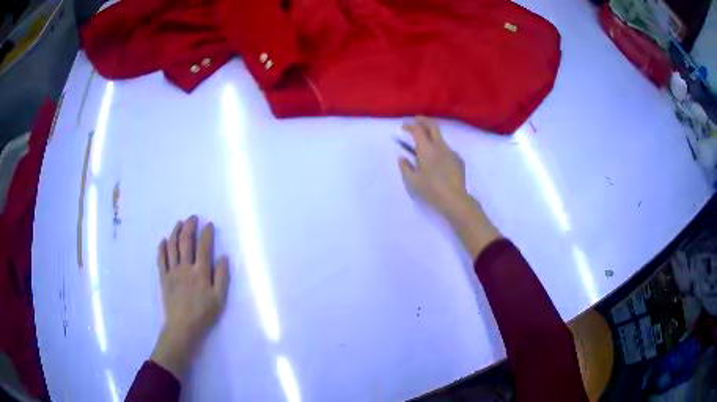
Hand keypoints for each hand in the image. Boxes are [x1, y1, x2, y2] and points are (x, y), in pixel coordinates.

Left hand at [151, 216, 229, 379]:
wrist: (182, 327)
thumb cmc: (204, 314)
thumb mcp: (219, 299)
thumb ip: (222, 277)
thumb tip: (223, 257)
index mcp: (201, 273)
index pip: (204, 248)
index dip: (207, 234)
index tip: (209, 224)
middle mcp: (185, 268)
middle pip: (186, 242)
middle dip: (189, 227)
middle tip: (192, 217)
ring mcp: (172, 271)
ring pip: (172, 247)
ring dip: (175, 232)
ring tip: (179, 223)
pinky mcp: (163, 278)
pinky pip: (161, 259)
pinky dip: (162, 248)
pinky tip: (164, 240)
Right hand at [398, 117, 467, 215]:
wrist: (455, 199)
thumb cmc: (431, 190)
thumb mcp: (412, 181)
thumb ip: (405, 167)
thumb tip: (403, 158)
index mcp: (427, 149)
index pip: (418, 130)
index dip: (410, 126)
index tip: (403, 127)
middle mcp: (440, 146)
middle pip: (433, 126)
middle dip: (423, 121)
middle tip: (416, 120)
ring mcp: (451, 152)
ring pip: (440, 139)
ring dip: (432, 137)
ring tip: (425, 145)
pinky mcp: (459, 160)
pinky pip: (447, 150)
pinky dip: (440, 150)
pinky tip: (437, 161)